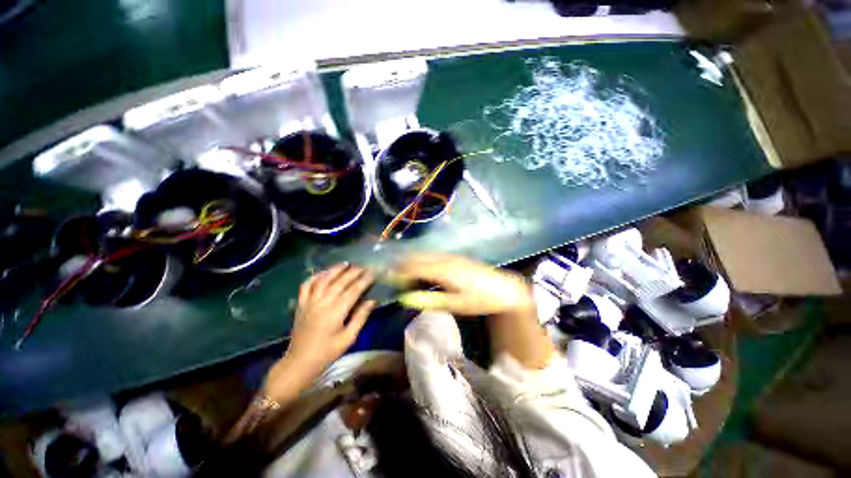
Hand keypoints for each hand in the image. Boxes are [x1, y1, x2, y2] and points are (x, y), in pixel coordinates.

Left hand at [283, 263, 376, 376]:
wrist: (300, 362)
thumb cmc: (327, 352)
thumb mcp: (349, 337)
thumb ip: (361, 317)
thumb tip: (373, 300)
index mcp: (336, 311)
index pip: (353, 290)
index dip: (364, 280)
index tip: (373, 273)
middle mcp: (322, 302)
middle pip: (340, 282)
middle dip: (354, 272)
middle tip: (364, 267)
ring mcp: (310, 301)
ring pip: (324, 279)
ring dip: (336, 269)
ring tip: (347, 263)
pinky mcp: (301, 303)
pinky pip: (307, 285)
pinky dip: (315, 276)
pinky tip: (324, 272)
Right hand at [393, 254, 532, 315]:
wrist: (503, 289)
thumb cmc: (479, 299)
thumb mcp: (454, 304)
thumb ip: (428, 300)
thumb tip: (405, 298)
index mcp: (442, 270)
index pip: (413, 267)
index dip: (398, 272)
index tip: (387, 279)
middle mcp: (444, 259)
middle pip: (417, 258)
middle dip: (402, 266)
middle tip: (393, 278)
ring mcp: (450, 256)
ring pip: (424, 255)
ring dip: (412, 263)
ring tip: (405, 276)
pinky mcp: (455, 257)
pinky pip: (432, 256)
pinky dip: (422, 262)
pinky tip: (422, 271)